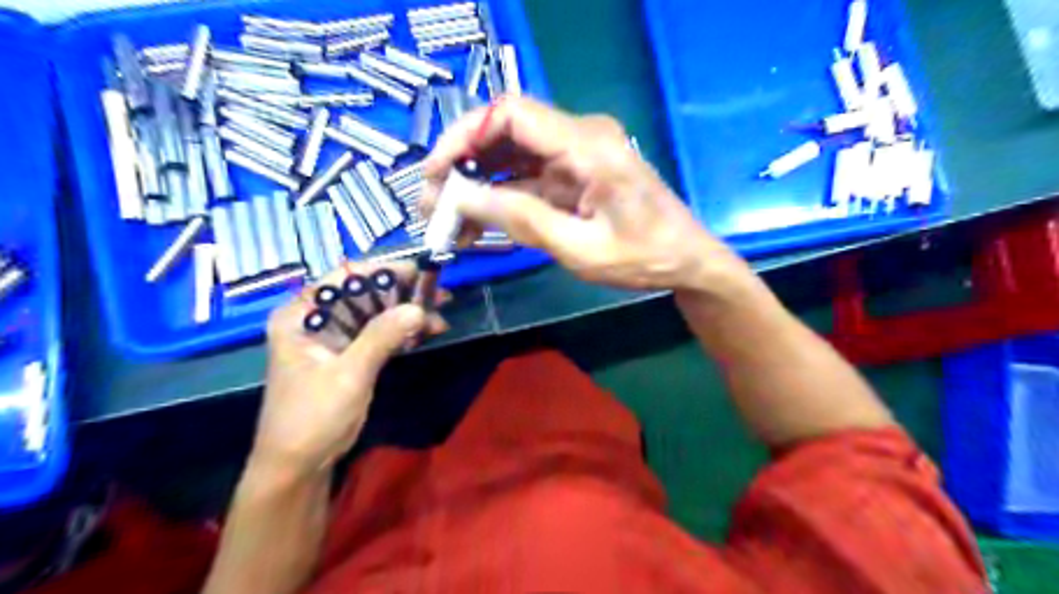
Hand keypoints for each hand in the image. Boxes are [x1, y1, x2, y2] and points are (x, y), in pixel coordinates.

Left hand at [258, 260, 452, 472]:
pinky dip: (402, 332)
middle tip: (439, 293)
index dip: (384, 270)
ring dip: (407, 313)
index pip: (345, 278)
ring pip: (375, 313)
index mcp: (301, 315)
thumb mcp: (348, 374)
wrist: (298, 466)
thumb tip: (419, 308)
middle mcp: (316, 318)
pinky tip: (427, 331)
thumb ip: (381, 337)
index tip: (420, 271)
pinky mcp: (348, 354)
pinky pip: (379, 333)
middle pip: (364, 293)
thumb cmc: (312, 417)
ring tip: (441, 314)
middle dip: (403, 293)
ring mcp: (333, 337)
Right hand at [422, 95, 751, 292]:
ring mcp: (577, 156)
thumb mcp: (580, 248)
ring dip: (478, 183)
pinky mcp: (575, 174)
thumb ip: (522, 220)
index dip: (464, 136)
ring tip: (449, 218)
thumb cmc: (643, 258)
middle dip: (464, 163)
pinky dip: (501, 197)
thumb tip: (462, 199)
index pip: (512, 115)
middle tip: (434, 202)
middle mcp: (580, 137)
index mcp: (588, 146)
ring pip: (512, 156)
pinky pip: (528, 177)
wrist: (686, 261)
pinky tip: (478, 221)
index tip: (435, 171)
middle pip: (506, 132)